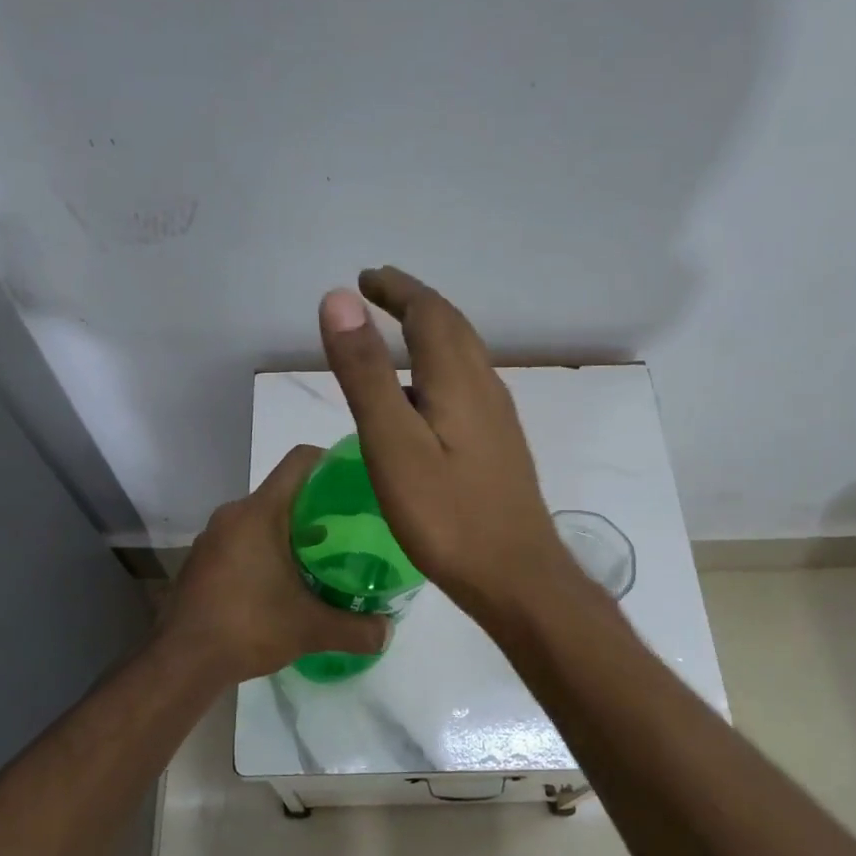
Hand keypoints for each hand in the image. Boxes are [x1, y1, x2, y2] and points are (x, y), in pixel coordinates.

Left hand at [160, 445, 389, 683]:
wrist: (182, 661)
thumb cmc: (248, 627)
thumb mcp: (310, 629)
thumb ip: (356, 629)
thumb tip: (389, 632)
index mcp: (259, 513)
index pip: (300, 462)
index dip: (332, 461)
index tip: (358, 482)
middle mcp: (232, 515)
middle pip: (283, 492)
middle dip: (318, 506)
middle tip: (351, 528)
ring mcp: (212, 538)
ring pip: (261, 519)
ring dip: (291, 532)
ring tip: (323, 557)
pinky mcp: (202, 561)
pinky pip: (242, 540)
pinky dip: (266, 550)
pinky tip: (284, 582)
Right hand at [317, 267, 571, 620]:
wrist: (516, 577)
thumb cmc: (447, 515)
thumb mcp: (392, 443)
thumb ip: (364, 373)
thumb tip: (339, 298)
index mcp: (457, 378)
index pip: (428, 311)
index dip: (396, 289)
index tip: (364, 279)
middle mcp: (485, 387)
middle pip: (452, 327)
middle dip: (414, 304)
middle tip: (378, 295)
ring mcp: (497, 420)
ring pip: (463, 358)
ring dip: (430, 336)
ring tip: (395, 340)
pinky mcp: (499, 448)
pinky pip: (467, 388)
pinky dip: (439, 372)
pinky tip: (423, 403)